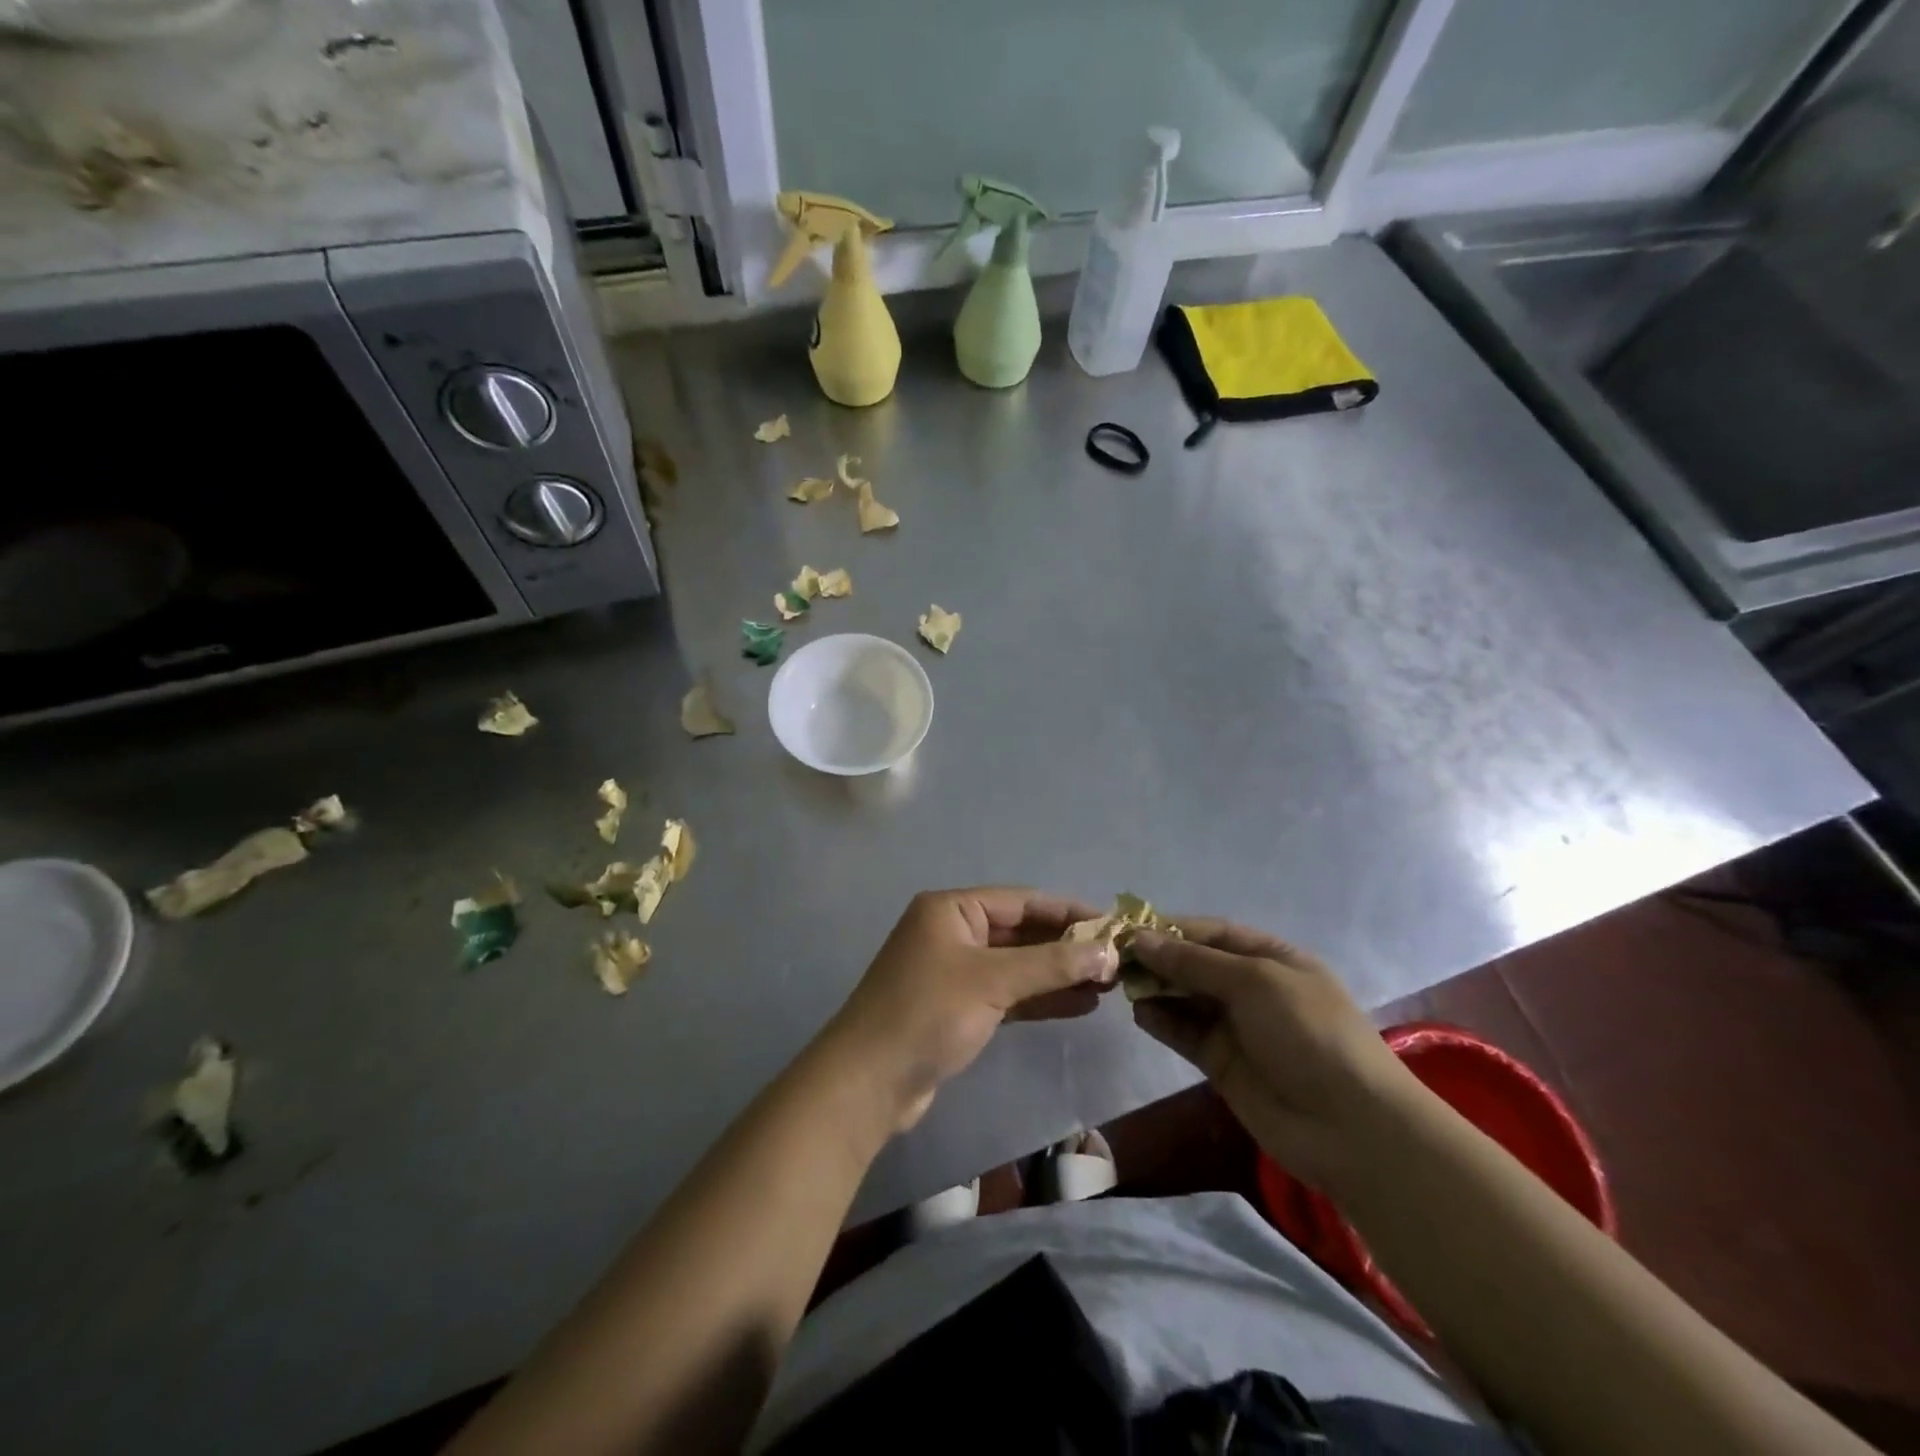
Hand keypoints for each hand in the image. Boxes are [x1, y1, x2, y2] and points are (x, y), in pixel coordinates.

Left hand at [822, 888, 1118, 1134]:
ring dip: (1060, 973)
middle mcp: (953, 932)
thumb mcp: (993, 980)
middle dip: (1068, 946)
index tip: (1115, 925)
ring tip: (1108, 984)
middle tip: (1117, 960)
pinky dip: (1041, 998)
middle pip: (1022, 932)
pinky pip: (1009, 994)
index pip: (1023, 901)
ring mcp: (956, 971)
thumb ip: (1052, 964)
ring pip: (1018, 965)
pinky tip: (1080, 1005)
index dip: (1070, 911)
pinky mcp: (959, 1008)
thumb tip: (1109, 951)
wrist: (868, 1082)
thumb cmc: (928, 1013)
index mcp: (952, 909)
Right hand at [1130, 922, 1421, 1194]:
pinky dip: (1162, 1021)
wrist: (1349, 1127)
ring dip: (1156, 988)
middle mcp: (1252, 988)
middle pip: (1195, 964)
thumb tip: (1140, 938)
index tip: (1130, 927)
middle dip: (1159, 958)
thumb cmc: (1308, 1033)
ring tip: (1121, 983)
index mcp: (1272, 958)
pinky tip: (1140, 1013)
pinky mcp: (1222, 1063)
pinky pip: (1185, 1033)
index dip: (1173, 928)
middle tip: (1116, 957)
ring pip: (1185, 998)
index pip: (1213, 933)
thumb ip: (1194, 961)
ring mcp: (1237, 1027)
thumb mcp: (1253, 982)